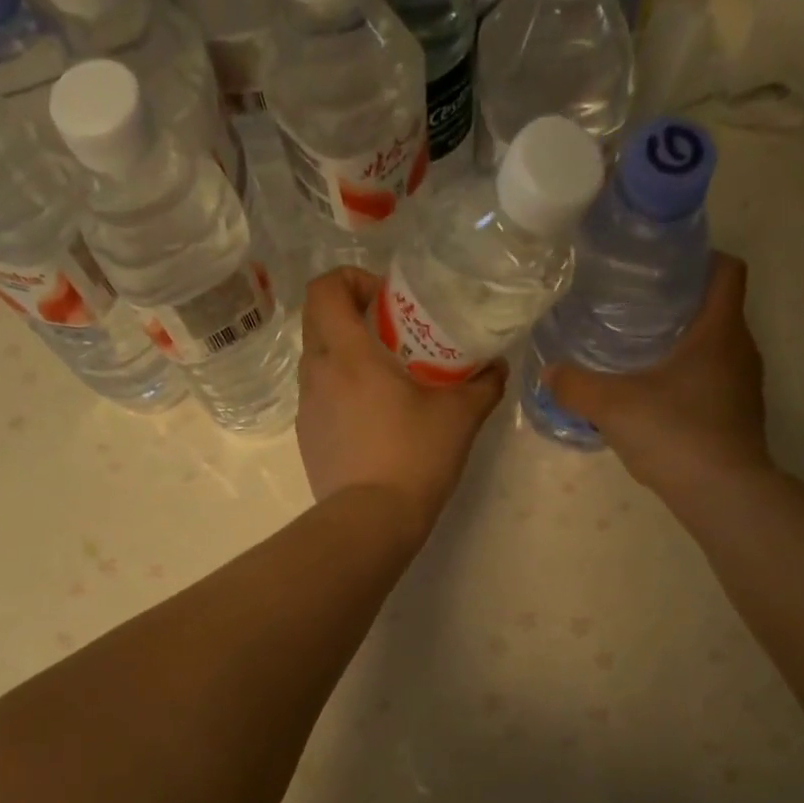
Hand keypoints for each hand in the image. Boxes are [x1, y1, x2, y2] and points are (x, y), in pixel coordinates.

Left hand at [298, 268, 505, 536]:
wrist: (372, 521)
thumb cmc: (414, 457)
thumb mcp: (461, 416)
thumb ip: (483, 384)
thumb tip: (497, 366)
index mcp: (347, 354)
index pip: (324, 288)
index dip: (350, 280)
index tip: (385, 300)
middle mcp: (316, 374)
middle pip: (318, 321)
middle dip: (351, 316)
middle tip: (392, 336)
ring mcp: (307, 409)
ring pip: (319, 362)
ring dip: (347, 358)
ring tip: (387, 382)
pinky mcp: (307, 439)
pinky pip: (320, 398)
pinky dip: (342, 393)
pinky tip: (374, 422)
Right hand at [546, 252, 770, 505]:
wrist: (722, 494)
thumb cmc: (674, 433)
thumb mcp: (612, 405)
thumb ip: (576, 386)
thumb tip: (549, 372)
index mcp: (720, 330)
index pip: (727, 270)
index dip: (699, 258)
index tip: (662, 267)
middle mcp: (741, 350)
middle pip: (716, 309)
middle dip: (678, 305)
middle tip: (634, 309)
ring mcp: (744, 386)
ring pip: (714, 349)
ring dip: (682, 346)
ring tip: (638, 353)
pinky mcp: (739, 416)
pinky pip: (712, 383)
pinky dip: (686, 381)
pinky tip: (653, 399)